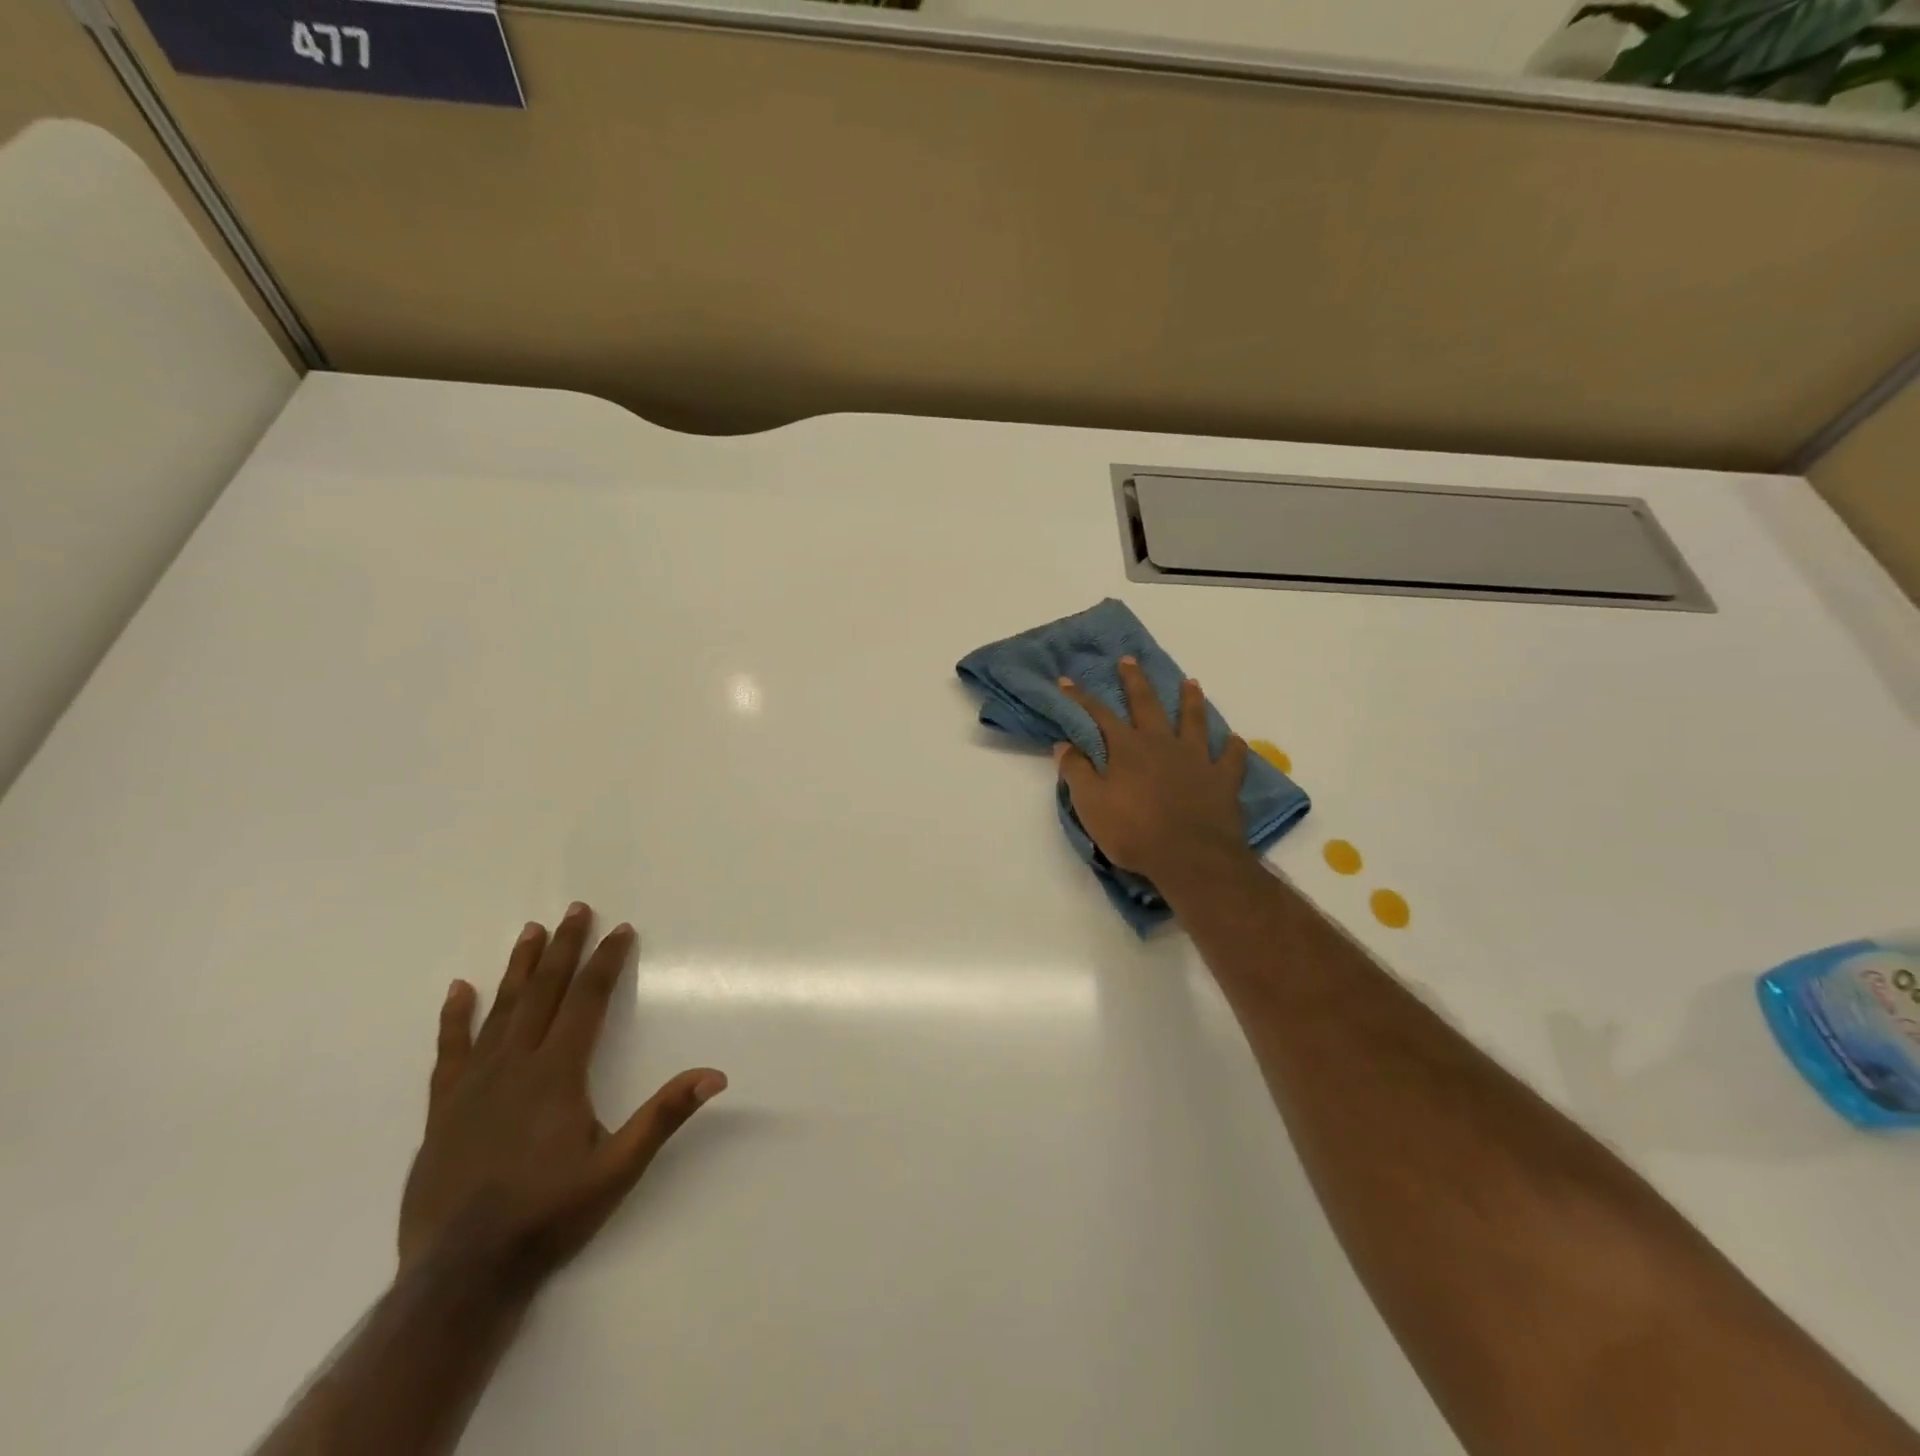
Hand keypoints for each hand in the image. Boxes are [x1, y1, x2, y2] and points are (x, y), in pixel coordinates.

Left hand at [398, 902, 725, 1290]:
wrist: (460, 1275)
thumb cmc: (548, 1216)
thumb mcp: (618, 1169)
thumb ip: (663, 1116)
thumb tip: (715, 1075)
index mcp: (558, 1074)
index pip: (588, 1001)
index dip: (606, 962)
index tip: (621, 929)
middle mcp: (515, 1066)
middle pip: (543, 993)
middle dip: (564, 948)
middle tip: (575, 909)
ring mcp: (473, 1085)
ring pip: (499, 1011)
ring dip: (519, 969)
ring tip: (531, 931)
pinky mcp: (444, 1109)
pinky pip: (450, 1050)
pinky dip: (455, 1018)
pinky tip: (458, 991)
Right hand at [1055, 657, 1251, 884]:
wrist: (1190, 857)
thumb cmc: (1133, 832)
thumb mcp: (1091, 805)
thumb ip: (1077, 772)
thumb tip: (1064, 744)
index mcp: (1127, 748)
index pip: (1099, 715)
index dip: (1080, 698)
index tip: (1067, 680)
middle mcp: (1161, 743)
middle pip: (1147, 704)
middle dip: (1135, 681)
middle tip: (1128, 660)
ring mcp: (1196, 758)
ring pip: (1193, 720)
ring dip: (1190, 700)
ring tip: (1190, 682)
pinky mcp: (1223, 779)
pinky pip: (1231, 758)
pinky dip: (1233, 747)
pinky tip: (1235, 740)